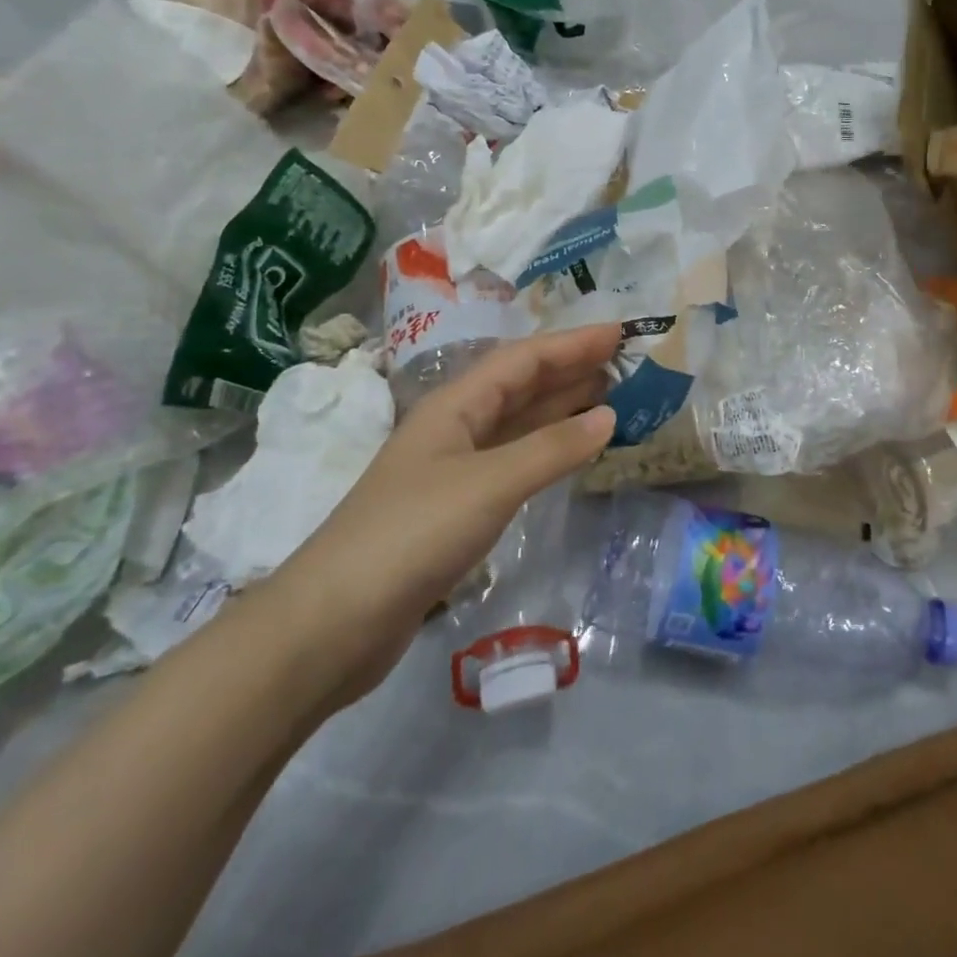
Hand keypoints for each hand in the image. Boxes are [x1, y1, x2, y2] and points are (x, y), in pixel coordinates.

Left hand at [261, 325, 619, 703]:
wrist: (333, 623)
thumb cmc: (412, 534)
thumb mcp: (489, 484)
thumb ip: (552, 449)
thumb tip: (609, 415)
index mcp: (455, 405)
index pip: (523, 360)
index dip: (571, 344)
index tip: (619, 333)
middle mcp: (455, 428)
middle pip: (521, 387)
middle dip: (570, 370)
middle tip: (624, 363)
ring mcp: (454, 470)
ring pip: (518, 425)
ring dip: (562, 409)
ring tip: (611, 398)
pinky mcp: (456, 509)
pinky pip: (514, 463)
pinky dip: (547, 452)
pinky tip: (570, 454)